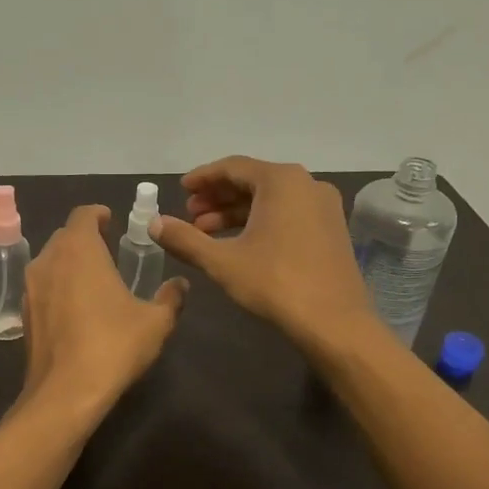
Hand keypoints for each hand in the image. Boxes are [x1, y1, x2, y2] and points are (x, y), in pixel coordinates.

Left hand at [22, 204, 187, 415]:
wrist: (65, 393)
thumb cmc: (113, 345)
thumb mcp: (155, 322)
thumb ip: (170, 298)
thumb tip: (180, 285)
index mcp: (79, 250)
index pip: (83, 215)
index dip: (98, 214)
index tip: (111, 221)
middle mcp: (48, 260)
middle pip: (65, 237)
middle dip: (85, 238)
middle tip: (108, 249)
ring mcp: (31, 288)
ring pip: (50, 262)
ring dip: (69, 263)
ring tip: (93, 279)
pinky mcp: (25, 315)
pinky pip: (43, 288)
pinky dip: (58, 288)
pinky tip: (76, 310)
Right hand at [151, 156, 375, 351]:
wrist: (334, 322)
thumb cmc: (275, 283)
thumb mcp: (222, 261)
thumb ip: (185, 239)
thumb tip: (154, 224)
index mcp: (281, 181)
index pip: (233, 167)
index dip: (202, 178)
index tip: (180, 190)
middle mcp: (307, 184)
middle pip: (252, 181)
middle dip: (217, 197)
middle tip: (189, 215)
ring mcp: (323, 207)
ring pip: (270, 200)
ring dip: (236, 213)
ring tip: (206, 233)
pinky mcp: (331, 229)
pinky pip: (287, 214)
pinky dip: (260, 222)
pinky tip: (238, 243)